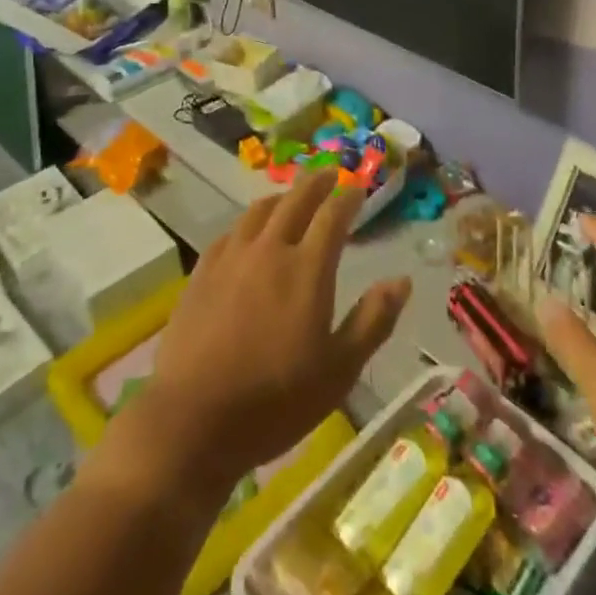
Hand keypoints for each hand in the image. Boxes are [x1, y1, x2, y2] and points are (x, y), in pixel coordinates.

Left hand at [127, 171, 411, 493]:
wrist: (194, 419)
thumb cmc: (277, 399)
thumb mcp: (340, 369)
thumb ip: (373, 320)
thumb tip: (402, 280)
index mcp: (307, 268)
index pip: (332, 216)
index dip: (348, 197)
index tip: (359, 188)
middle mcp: (269, 250)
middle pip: (295, 201)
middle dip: (316, 183)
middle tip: (329, 175)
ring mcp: (231, 258)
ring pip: (259, 211)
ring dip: (281, 198)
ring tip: (291, 197)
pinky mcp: (202, 273)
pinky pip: (231, 232)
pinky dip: (249, 223)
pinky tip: (248, 233)